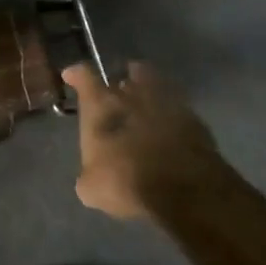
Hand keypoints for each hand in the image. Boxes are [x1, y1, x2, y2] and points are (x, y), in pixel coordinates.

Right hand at [62, 61, 226, 223]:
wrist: (186, 189)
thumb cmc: (127, 181)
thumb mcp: (92, 188)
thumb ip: (89, 174)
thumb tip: (93, 175)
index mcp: (102, 105)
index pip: (84, 76)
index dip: (76, 75)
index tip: (71, 76)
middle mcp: (132, 95)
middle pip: (122, 77)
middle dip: (117, 87)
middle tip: (114, 100)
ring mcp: (166, 103)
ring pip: (152, 86)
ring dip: (145, 95)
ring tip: (142, 109)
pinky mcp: (194, 118)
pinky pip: (176, 109)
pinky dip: (169, 116)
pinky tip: (166, 131)